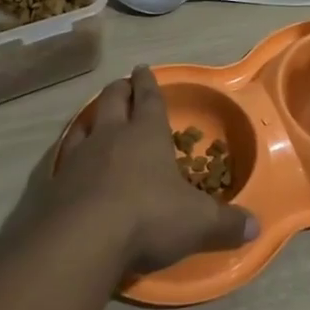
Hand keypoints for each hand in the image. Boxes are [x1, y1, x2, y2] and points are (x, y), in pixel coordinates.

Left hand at [41, 66, 257, 275]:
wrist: (81, 241)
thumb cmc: (147, 217)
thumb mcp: (197, 222)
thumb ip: (226, 224)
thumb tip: (255, 227)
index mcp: (147, 133)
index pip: (149, 98)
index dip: (148, 83)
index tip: (143, 68)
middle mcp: (111, 135)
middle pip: (113, 101)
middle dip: (119, 90)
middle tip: (123, 85)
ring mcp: (78, 157)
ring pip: (85, 124)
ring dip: (92, 117)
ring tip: (95, 116)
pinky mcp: (54, 183)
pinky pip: (63, 156)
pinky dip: (69, 152)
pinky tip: (69, 160)